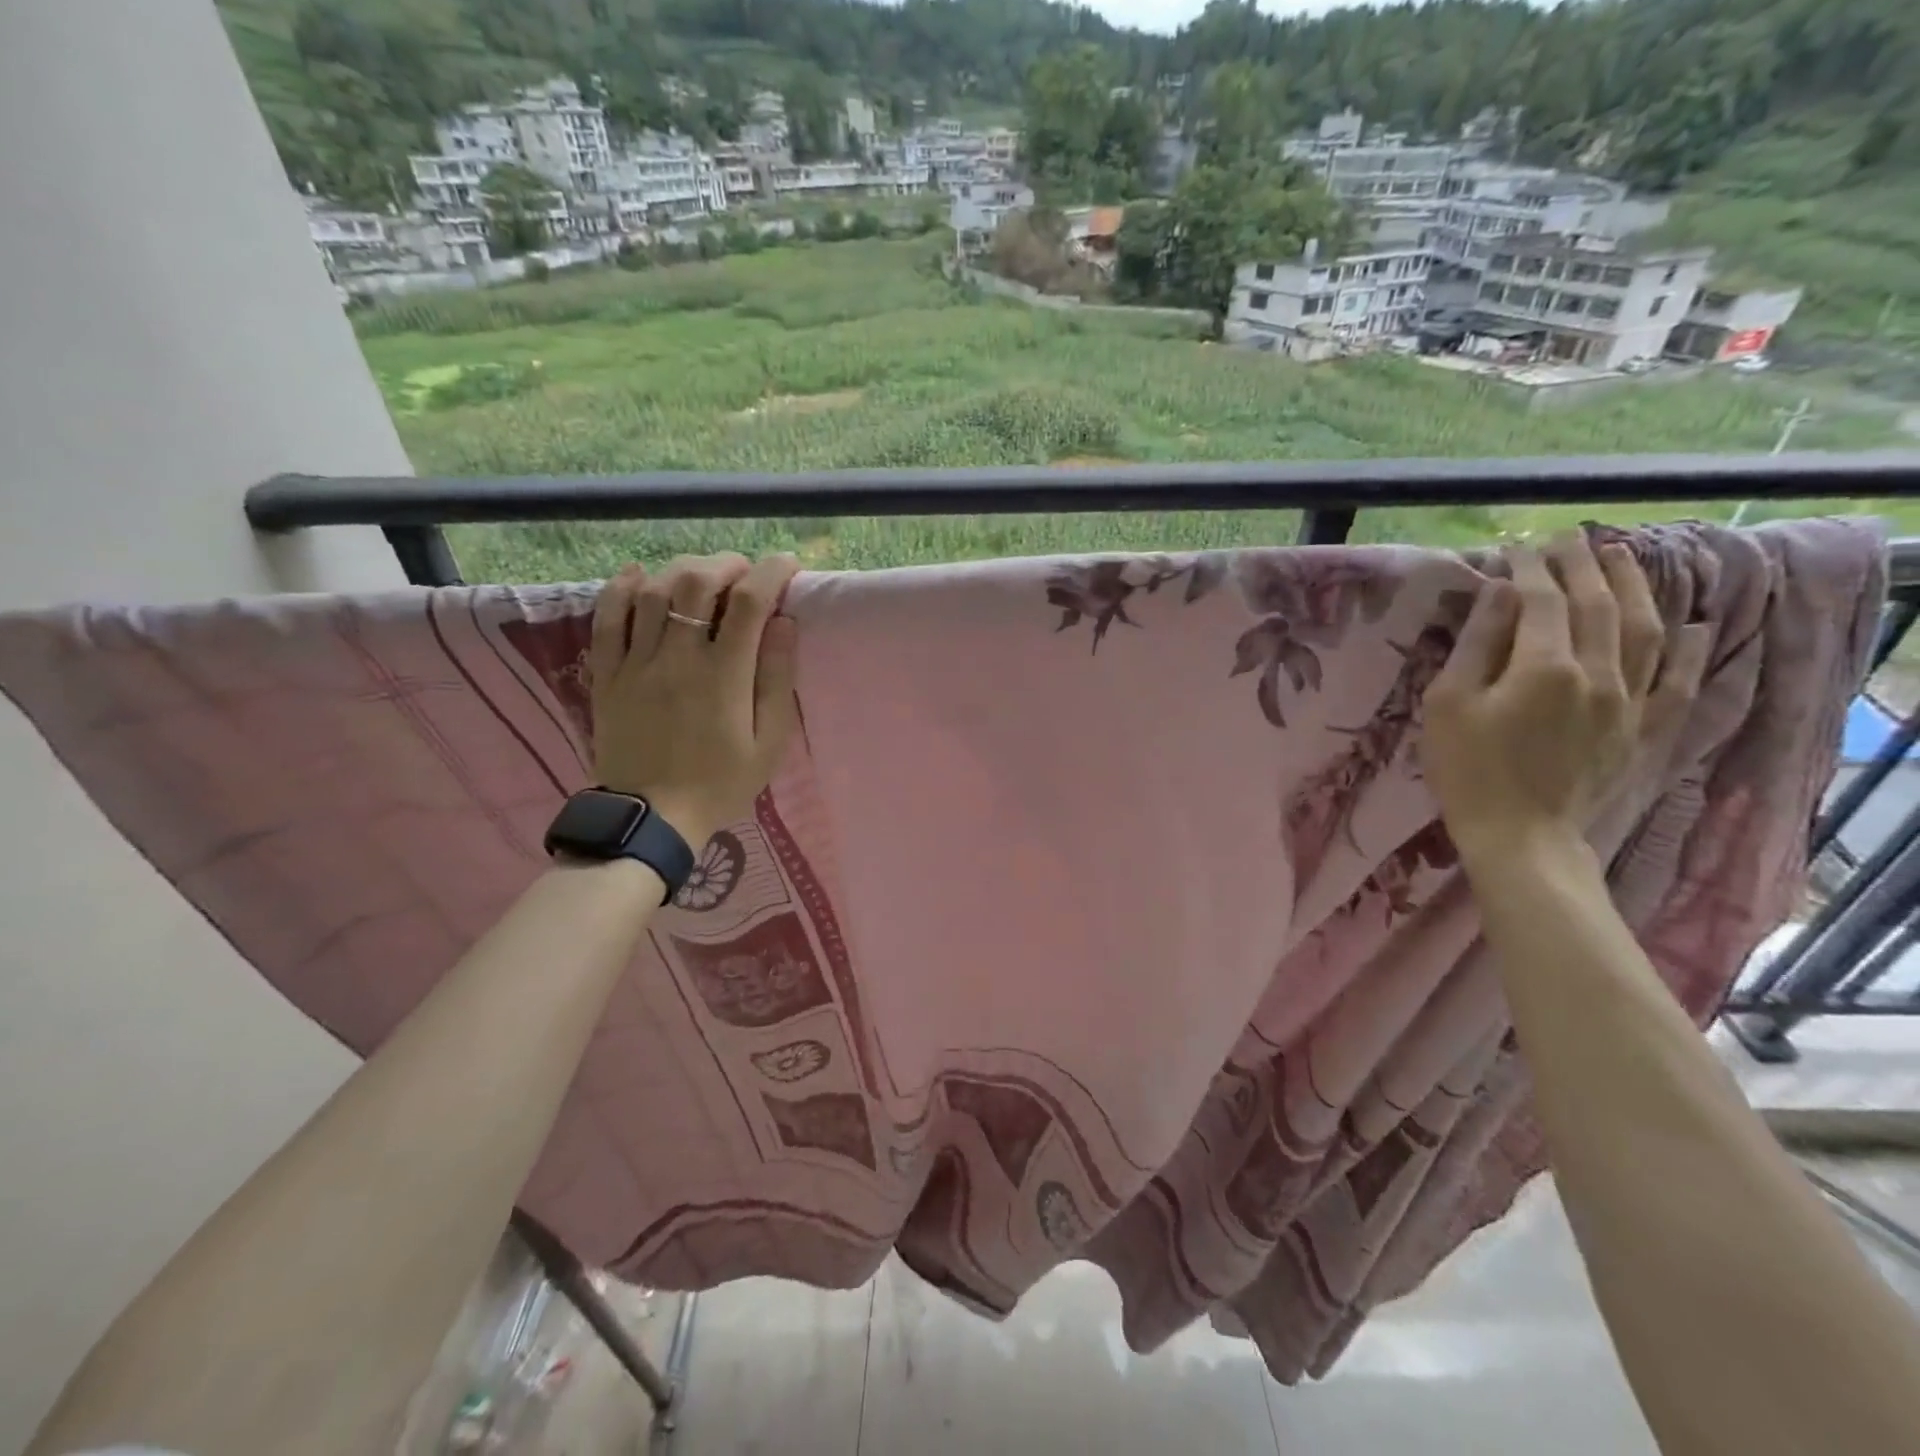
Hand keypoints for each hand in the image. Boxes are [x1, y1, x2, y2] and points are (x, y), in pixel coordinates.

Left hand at [587, 553, 801, 847]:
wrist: (652, 818)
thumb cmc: (720, 783)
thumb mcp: (768, 743)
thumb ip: (776, 680)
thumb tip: (784, 623)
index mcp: (724, 676)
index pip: (749, 602)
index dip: (772, 572)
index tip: (788, 566)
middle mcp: (679, 657)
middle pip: (698, 582)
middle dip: (727, 564)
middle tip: (745, 572)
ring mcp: (636, 663)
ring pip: (655, 592)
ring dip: (683, 570)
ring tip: (703, 574)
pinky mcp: (607, 674)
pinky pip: (607, 619)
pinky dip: (622, 588)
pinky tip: (639, 574)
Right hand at [1422, 533, 1707, 866]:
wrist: (1519, 835)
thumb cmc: (1466, 769)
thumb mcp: (1449, 704)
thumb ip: (1476, 646)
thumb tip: (1499, 593)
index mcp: (1545, 667)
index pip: (1543, 601)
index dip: (1529, 570)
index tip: (1516, 547)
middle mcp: (1599, 674)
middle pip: (1598, 605)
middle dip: (1582, 566)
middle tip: (1568, 537)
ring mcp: (1629, 701)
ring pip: (1644, 631)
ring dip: (1633, 588)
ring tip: (1621, 557)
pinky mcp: (1642, 729)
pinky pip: (1676, 681)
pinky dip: (1686, 650)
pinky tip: (1692, 626)